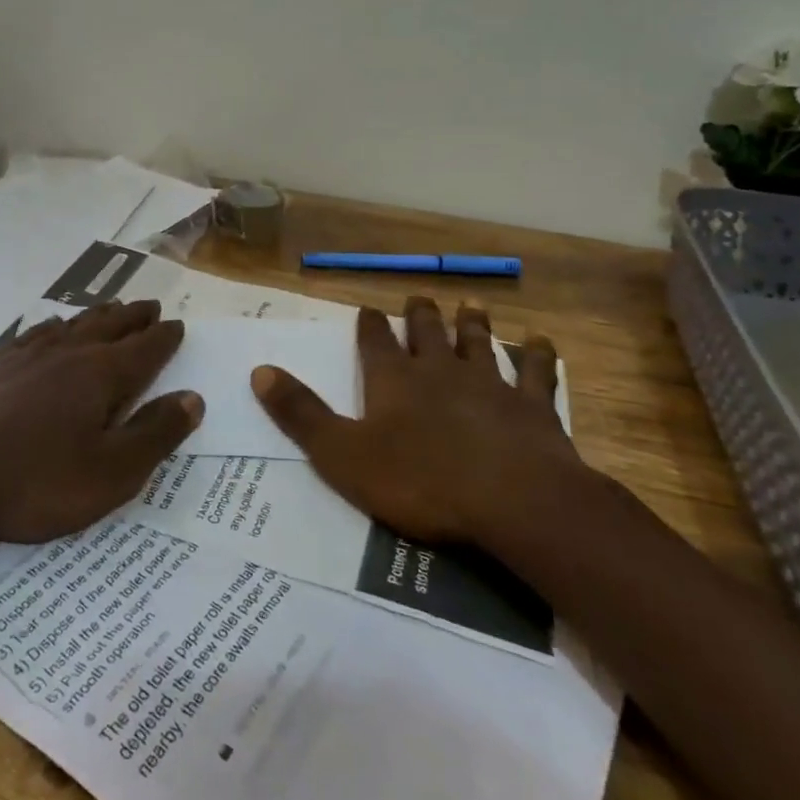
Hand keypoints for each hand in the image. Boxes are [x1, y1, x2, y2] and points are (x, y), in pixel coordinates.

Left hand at [0, 299, 202, 544]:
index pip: (144, 348)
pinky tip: (49, 329)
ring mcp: (25, 355)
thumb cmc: (35, 482)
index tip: (178, 324)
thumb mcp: (111, 473)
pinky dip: (53, 327)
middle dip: (133, 317)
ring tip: (109, 310)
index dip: (164, 337)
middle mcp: (66, 353)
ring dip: (96, 316)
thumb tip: (192, 398)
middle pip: (108, 326)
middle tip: (150, 306)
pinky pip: (34, 334)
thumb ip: (155, 434)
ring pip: (71, 324)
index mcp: (100, 374)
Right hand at [250, 296, 590, 546]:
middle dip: (420, 315)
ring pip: (478, 342)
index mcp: (394, 380)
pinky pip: (535, 373)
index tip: (366, 310)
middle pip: (427, 333)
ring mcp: (490, 384)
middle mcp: (440, 370)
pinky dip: (537, 355)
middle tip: (418, 298)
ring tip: (470, 305)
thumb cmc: (420, 480)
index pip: (375, 342)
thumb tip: (259, 370)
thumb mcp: (342, 454)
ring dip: (472, 324)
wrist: (513, 501)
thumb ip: (301, 413)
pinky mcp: (532, 407)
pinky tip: (540, 342)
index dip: (368, 326)